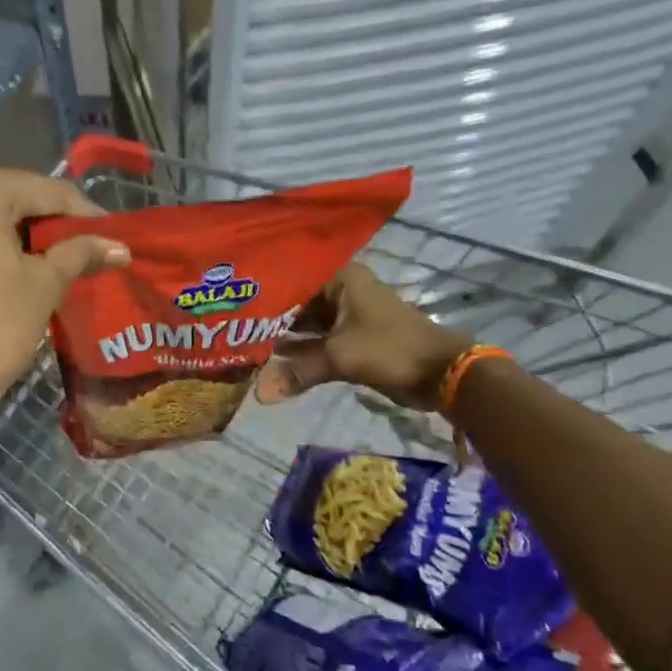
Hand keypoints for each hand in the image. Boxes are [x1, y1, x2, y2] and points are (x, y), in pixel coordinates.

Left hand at [0, 166, 128, 412]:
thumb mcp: (43, 286)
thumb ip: (80, 253)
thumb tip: (120, 246)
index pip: (47, 191)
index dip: (85, 213)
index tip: (113, 233)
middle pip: (15, 195)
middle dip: (51, 220)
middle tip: (87, 244)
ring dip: (22, 229)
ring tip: (59, 254)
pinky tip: (19, 258)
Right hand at [253, 262, 471, 410]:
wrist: (442, 374)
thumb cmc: (391, 349)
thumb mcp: (340, 357)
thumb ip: (298, 372)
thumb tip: (259, 395)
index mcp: (341, 278)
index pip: (291, 275)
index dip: (264, 287)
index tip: (232, 297)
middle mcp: (340, 290)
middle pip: (295, 299)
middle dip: (268, 314)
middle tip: (229, 322)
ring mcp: (345, 315)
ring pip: (304, 322)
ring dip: (281, 334)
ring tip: (241, 341)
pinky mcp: (349, 338)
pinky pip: (315, 340)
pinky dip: (297, 350)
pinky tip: (268, 359)